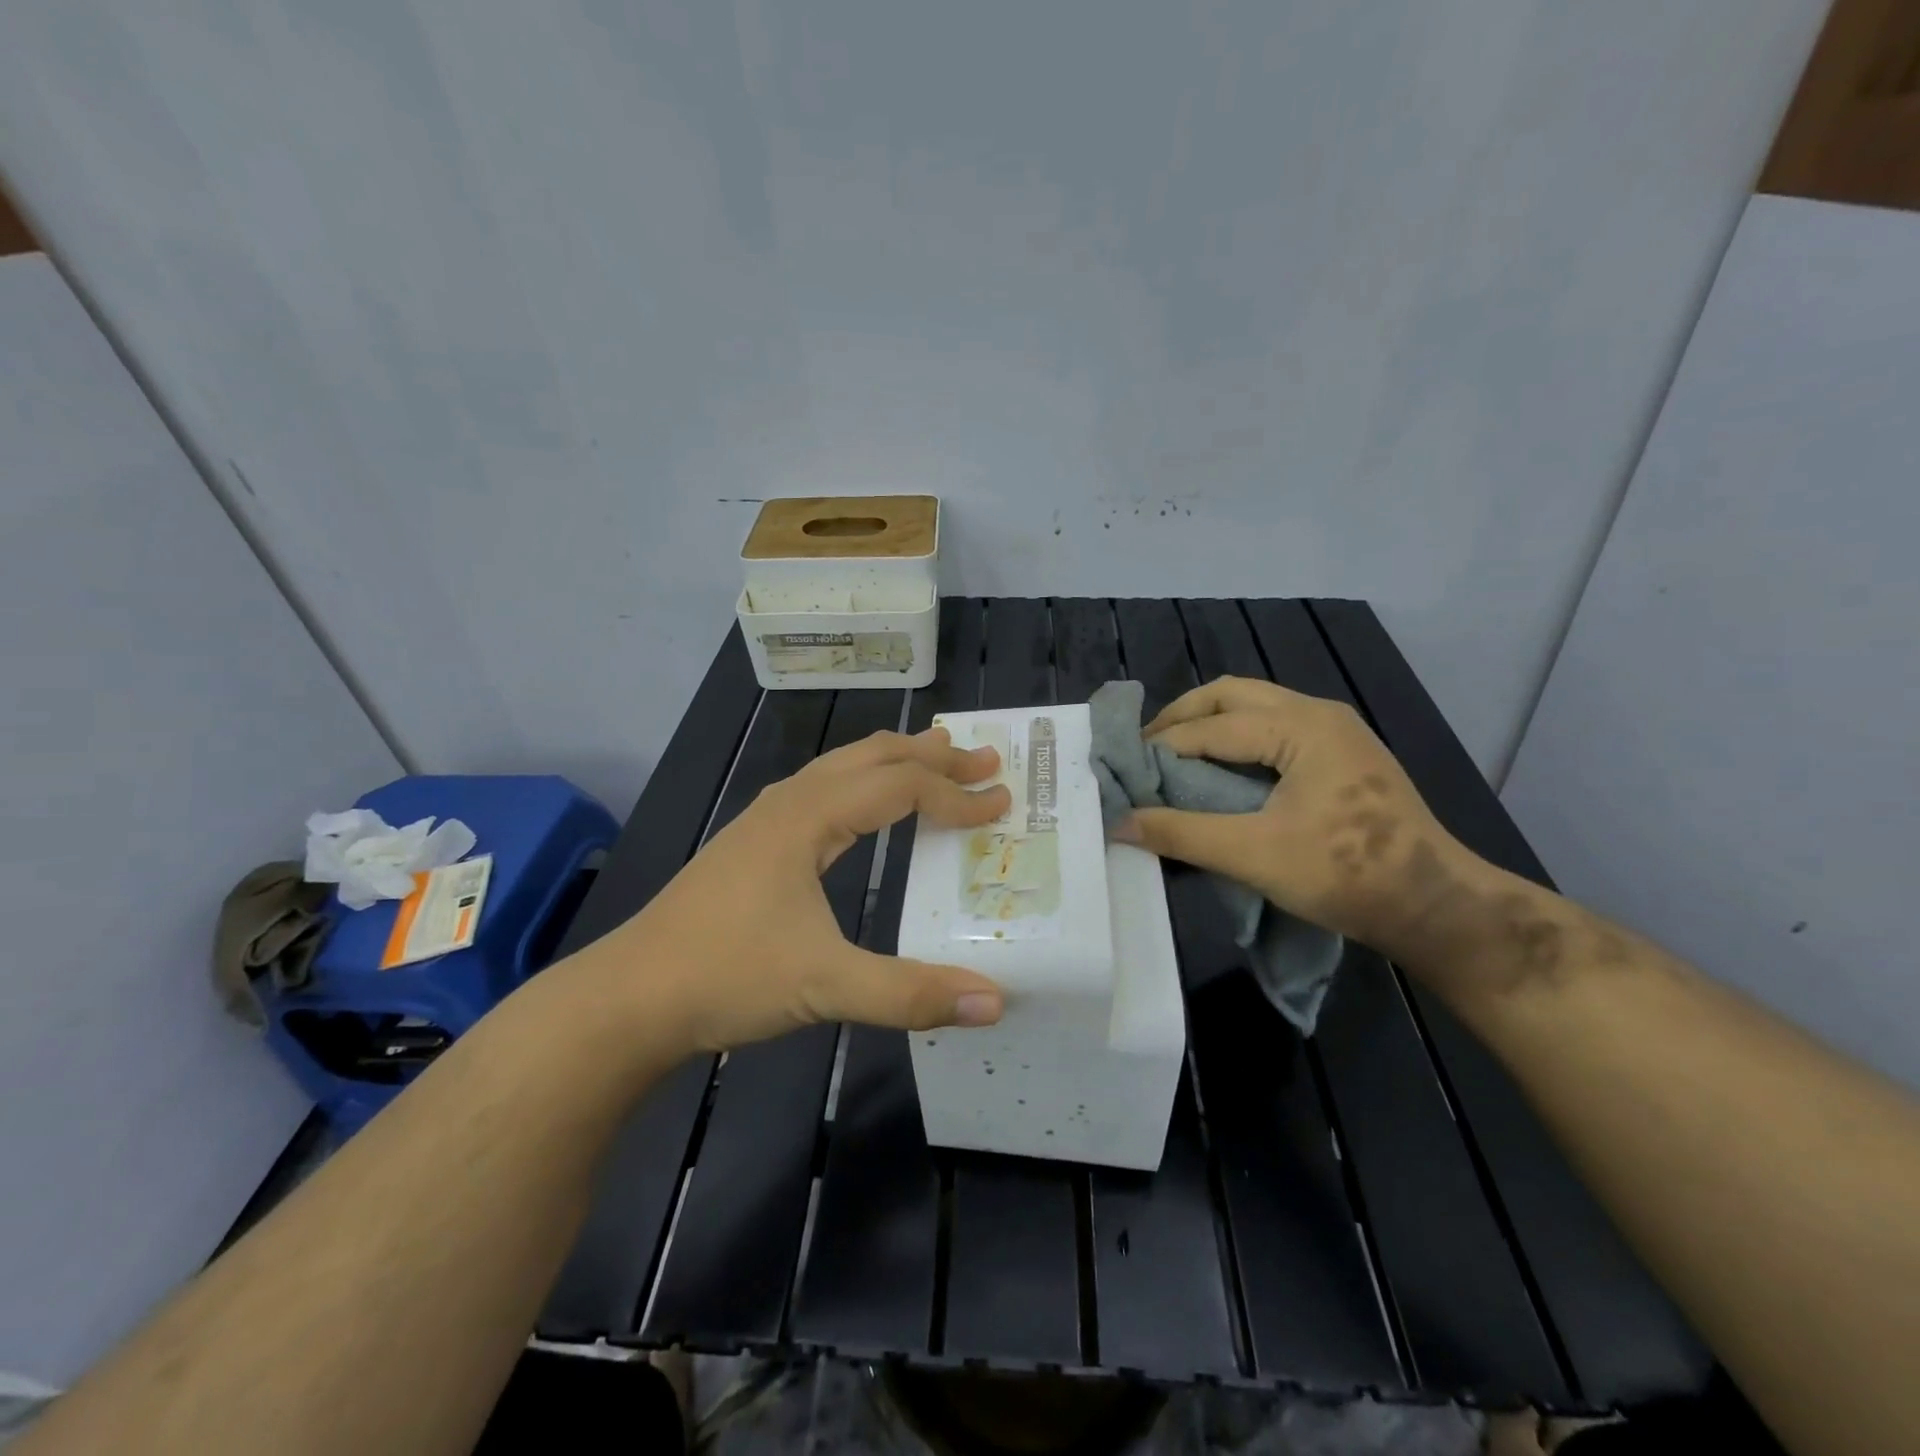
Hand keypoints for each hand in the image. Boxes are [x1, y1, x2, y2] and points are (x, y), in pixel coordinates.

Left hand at [600, 727, 1010, 1053]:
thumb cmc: (726, 977)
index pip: (900, 787)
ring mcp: (765, 818)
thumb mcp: (825, 986)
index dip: (956, 794)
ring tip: (934, 758)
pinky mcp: (752, 840)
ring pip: (842, 765)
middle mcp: (789, 802)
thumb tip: (994, 1002)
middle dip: (932, 754)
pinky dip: (862, 780)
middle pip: (872, 756)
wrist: (630, 996)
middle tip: (984, 757)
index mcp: (809, 818)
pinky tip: (863, 802)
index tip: (1001, 804)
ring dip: (894, 760)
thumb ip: (910, 993)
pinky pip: (822, 787)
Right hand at [1115, 677, 1476, 957]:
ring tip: (1174, 756)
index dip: (1163, 746)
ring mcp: (1336, 732)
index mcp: (1301, 726)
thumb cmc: (1346, 874)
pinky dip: (1237, 738)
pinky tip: (1221, 769)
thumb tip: (1118, 823)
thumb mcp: (1254, 855)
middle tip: (1145, 749)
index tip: (1124, 769)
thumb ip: (1181, 833)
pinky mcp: (1343, 755)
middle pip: (1233, 694)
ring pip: (1256, 707)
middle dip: (1183, 716)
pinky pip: (1275, 727)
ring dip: (1211, 724)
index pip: (1212, 726)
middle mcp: (1319, 714)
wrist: (1435, 906)